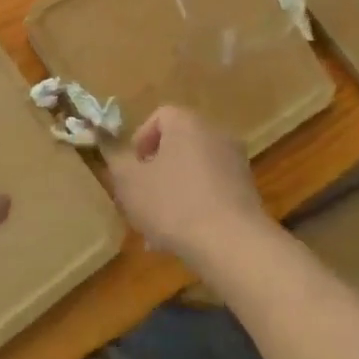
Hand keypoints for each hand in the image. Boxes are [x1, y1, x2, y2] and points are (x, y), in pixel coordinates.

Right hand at [103, 106, 271, 268]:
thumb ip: (116, 160)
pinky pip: (212, 189)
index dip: (140, 141)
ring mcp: (235, 160)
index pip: (159, 116)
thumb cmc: (172, 203)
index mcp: (186, 122)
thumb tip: (110, 146)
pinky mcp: (247, 188)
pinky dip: (196, 204)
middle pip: (178, 144)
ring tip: (158, 228)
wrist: (231, 242)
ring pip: (194, 170)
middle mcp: (215, 132)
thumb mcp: (129, 183)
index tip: (130, 170)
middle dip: (156, 171)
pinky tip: (184, 236)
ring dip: (174, 191)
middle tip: (141, 199)